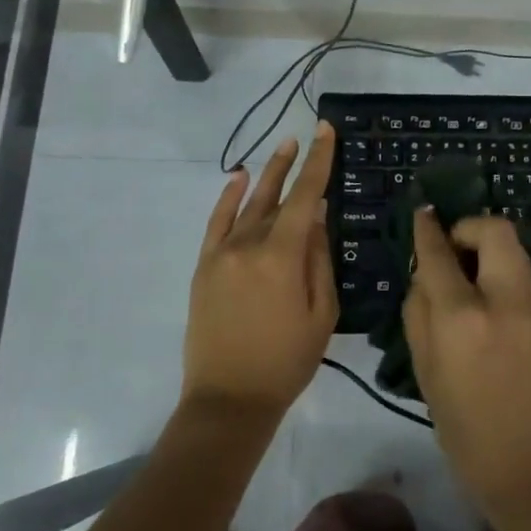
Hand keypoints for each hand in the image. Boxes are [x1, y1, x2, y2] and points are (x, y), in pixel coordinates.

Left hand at [183, 123, 338, 419]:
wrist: (229, 398)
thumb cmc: (287, 360)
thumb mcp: (321, 313)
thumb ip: (319, 260)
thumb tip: (318, 219)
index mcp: (282, 256)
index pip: (305, 196)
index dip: (318, 162)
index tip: (326, 132)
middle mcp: (249, 244)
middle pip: (275, 194)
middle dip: (294, 163)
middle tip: (306, 136)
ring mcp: (222, 253)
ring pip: (248, 204)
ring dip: (266, 175)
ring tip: (282, 149)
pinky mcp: (205, 266)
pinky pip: (217, 222)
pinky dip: (228, 198)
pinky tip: (238, 177)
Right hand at [403, 211, 530, 512]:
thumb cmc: (466, 431)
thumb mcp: (426, 373)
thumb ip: (420, 314)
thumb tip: (424, 276)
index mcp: (463, 319)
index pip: (440, 254)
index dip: (428, 229)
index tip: (423, 214)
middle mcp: (505, 303)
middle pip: (495, 231)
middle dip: (470, 228)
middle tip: (454, 250)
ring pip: (515, 255)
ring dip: (489, 256)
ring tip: (471, 285)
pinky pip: (525, 285)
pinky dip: (504, 284)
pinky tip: (495, 318)